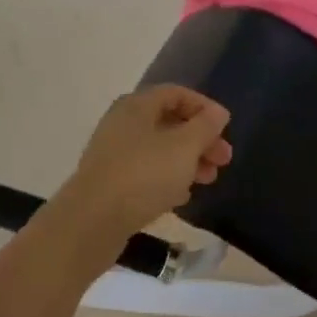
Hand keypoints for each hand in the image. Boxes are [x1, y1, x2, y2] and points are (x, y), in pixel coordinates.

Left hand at [51, 85, 231, 253]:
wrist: (91, 222)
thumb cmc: (143, 175)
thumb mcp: (184, 147)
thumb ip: (205, 127)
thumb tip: (218, 113)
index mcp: (137, 105)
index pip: (176, 94)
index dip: (204, 107)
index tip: (226, 128)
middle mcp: (123, 123)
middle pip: (169, 122)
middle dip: (200, 139)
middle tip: (224, 160)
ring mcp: (114, 153)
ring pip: (159, 149)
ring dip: (187, 161)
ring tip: (208, 180)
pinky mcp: (110, 182)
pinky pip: (145, 172)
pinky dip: (167, 179)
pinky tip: (182, 197)